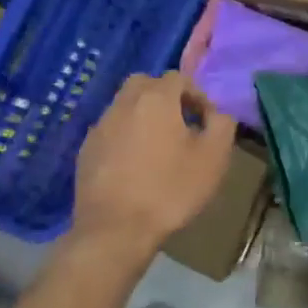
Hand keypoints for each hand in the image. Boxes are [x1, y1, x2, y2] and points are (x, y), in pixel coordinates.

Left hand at [71, 73, 236, 257]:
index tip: (207, 122)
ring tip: (159, 147)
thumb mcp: (213, 157)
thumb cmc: (170, 189)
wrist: (115, 230)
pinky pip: (111, 130)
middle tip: (181, 124)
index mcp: (156, 99)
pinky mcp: (85, 150)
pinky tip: (135, 165)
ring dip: (144, 116)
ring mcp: (100, 126)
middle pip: (146, 84)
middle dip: (166, 97)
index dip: (197, 95)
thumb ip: (222, 124)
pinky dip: (125, 136)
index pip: (178, 77)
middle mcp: (123, 103)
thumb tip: (217, 111)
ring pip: (125, 106)